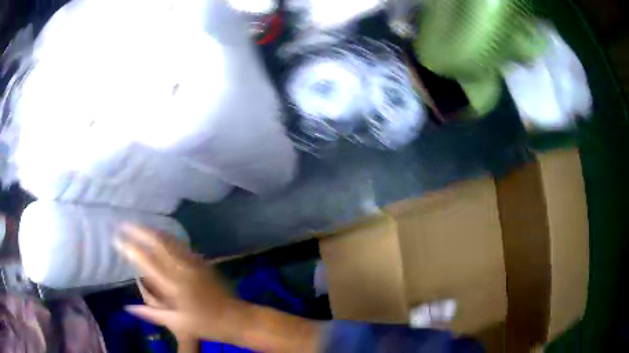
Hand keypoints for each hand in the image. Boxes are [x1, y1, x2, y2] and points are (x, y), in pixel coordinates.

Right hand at [115, 225, 243, 344]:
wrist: (236, 318)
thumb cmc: (205, 324)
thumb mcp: (177, 323)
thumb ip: (151, 313)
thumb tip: (128, 307)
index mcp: (173, 284)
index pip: (146, 260)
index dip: (130, 247)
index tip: (117, 239)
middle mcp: (182, 268)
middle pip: (158, 241)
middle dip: (139, 230)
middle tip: (125, 224)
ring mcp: (194, 262)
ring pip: (169, 239)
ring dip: (152, 230)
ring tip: (138, 226)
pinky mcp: (202, 261)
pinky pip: (180, 244)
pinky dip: (166, 237)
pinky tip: (160, 237)